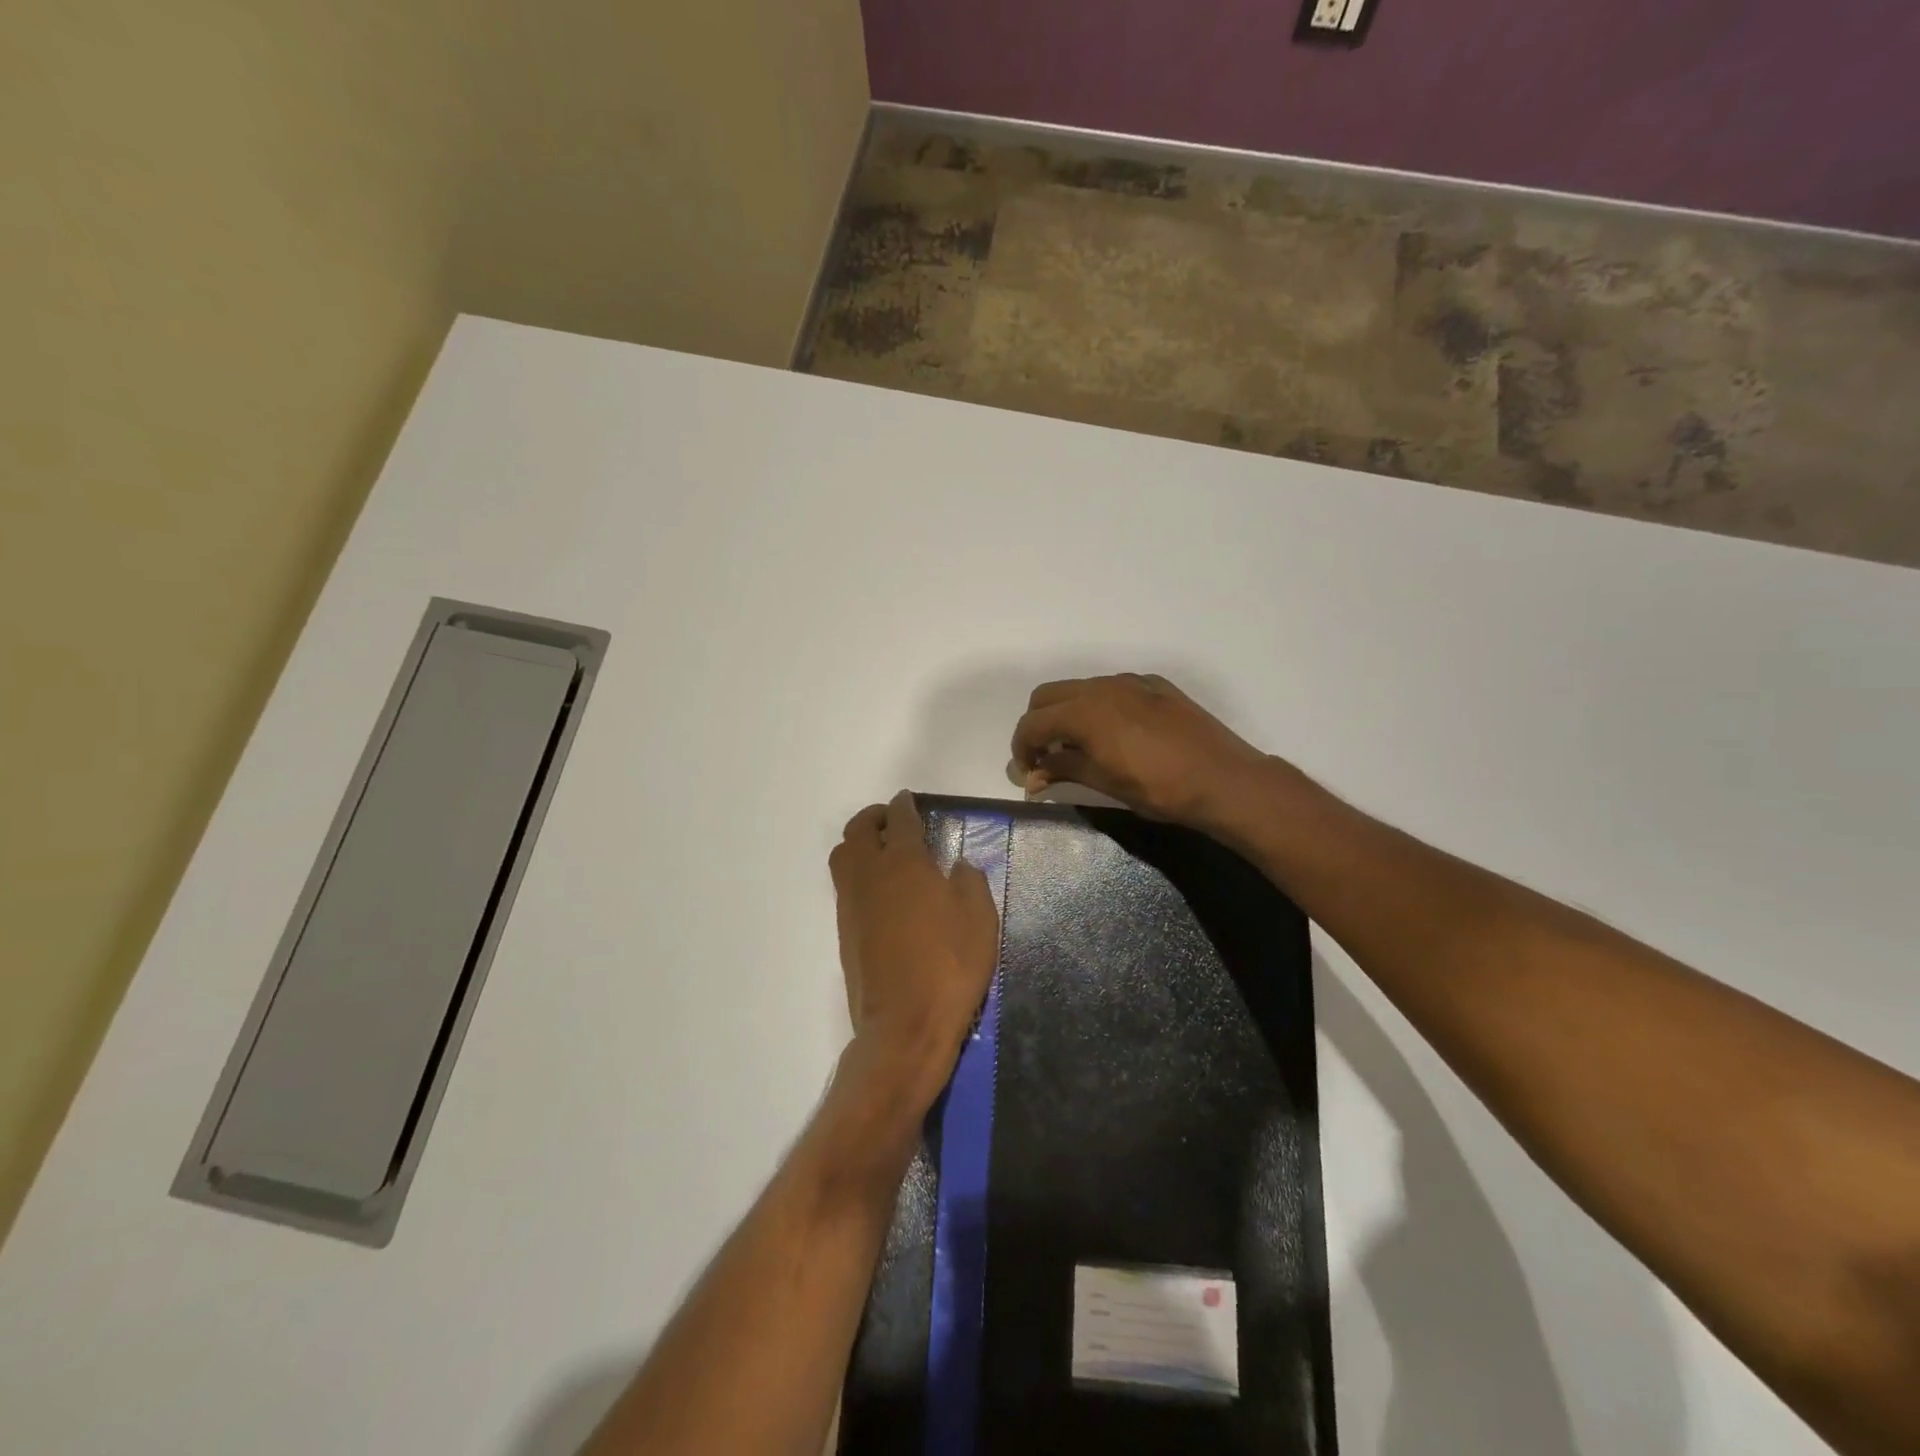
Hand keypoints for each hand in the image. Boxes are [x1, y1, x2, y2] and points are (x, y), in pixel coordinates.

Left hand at [829, 791, 1000, 1103]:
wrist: (905, 1025)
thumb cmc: (949, 966)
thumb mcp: (980, 919)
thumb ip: (969, 881)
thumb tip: (957, 866)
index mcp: (903, 862)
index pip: (899, 819)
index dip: (904, 805)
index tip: (908, 800)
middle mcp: (869, 874)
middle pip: (857, 830)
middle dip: (873, 817)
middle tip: (891, 820)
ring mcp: (851, 904)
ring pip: (842, 856)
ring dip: (858, 843)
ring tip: (881, 851)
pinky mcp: (844, 931)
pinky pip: (845, 886)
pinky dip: (858, 874)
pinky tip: (881, 891)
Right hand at [1008, 674, 1272, 828]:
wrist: (1223, 779)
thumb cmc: (1159, 789)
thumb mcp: (1105, 783)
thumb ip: (1064, 771)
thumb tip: (1032, 777)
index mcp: (1084, 712)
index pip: (1033, 723)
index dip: (1021, 748)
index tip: (1027, 772)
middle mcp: (1102, 687)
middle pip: (1048, 695)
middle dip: (1038, 724)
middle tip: (1046, 757)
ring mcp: (1130, 682)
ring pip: (1080, 688)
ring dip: (1067, 713)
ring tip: (1079, 747)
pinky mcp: (1155, 685)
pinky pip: (1111, 688)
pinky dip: (1097, 706)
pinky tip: (1115, 734)